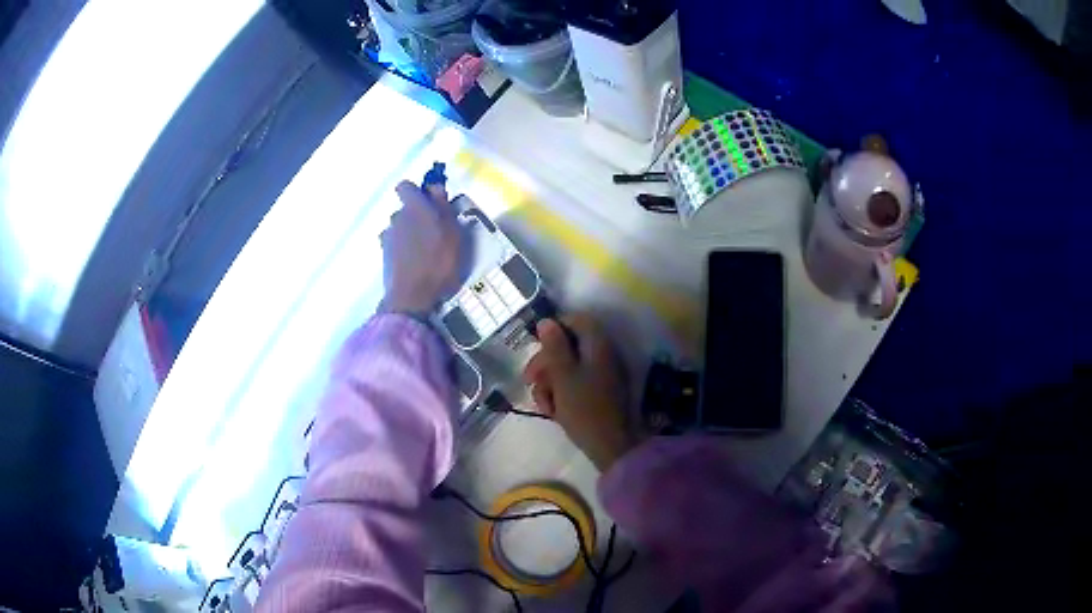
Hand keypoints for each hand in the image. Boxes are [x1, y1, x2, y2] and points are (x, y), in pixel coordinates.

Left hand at [380, 181, 462, 313]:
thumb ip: (443, 207)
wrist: (413, 297)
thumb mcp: (453, 232)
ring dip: (410, 233)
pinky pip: (396, 245)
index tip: (431, 202)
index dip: (417, 192)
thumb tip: (434, 187)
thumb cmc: (439, 262)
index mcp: (414, 207)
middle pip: (405, 209)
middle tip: (435, 231)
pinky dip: (403, 249)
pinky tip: (415, 263)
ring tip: (425, 251)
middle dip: (417, 215)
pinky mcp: (385, 256)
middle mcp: (397, 218)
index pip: (405, 186)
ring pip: (400, 228)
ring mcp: (388, 238)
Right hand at [523, 314, 637, 471]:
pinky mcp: (600, 393)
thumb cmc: (585, 408)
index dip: (553, 330)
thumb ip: (554, 347)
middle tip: (530, 381)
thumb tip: (546, 321)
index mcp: (597, 345)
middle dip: (546, 363)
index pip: (575, 320)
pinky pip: (576, 384)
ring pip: (568, 367)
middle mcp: (603, 354)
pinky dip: (562, 393)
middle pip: (568, 345)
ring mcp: (603, 374)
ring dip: (550, 382)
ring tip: (543, 405)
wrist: (610, 446)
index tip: (535, 348)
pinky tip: (553, 411)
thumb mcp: (563, 376)